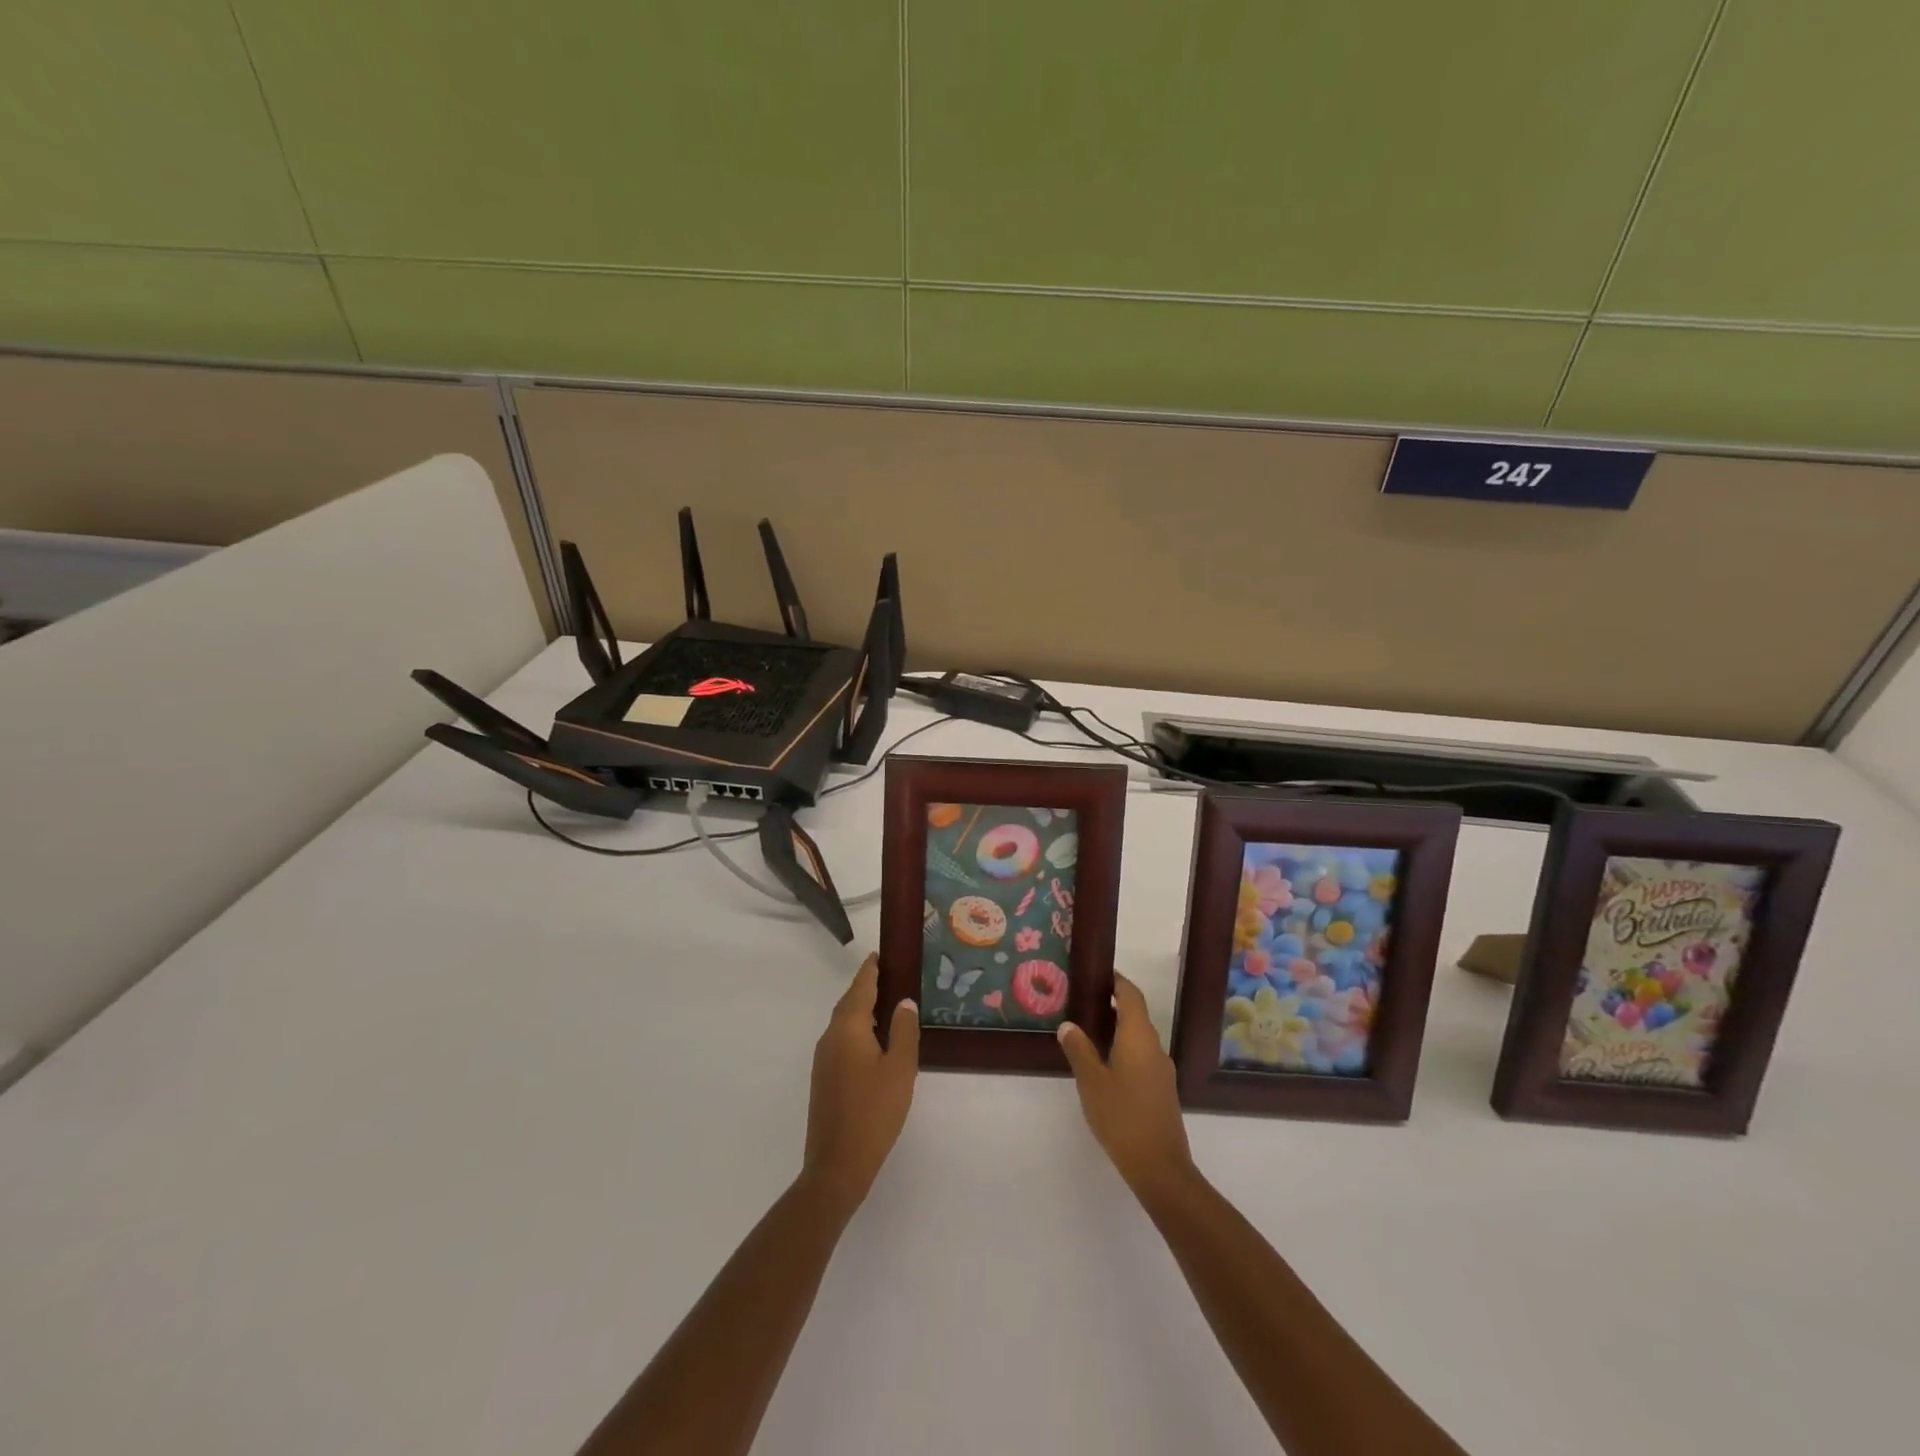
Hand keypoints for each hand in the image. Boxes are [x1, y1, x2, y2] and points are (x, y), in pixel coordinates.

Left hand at [803, 954, 918, 1214]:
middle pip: (849, 1002)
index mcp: (848, 1028)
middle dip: (867, 987)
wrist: (836, 1165)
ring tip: (889, 1004)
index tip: (881, 953)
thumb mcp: (899, 1069)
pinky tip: (875, 1041)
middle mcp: (830, 1037)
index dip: (871, 969)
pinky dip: (858, 1029)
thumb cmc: (873, 1112)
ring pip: (844, 1022)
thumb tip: (903, 1001)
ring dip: (863, 1009)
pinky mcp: (824, 1078)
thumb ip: (903, 1031)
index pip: (860, 987)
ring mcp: (823, 1059)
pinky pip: (842, 1040)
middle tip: (891, 975)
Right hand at [1058, 974, 1194, 1201]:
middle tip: (1083, 1002)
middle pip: (1136, 1014)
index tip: (1098, 973)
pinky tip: (1105, 1064)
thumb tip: (1069, 1025)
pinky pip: (1142, 1056)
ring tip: (1089, 1031)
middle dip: (1113, 1004)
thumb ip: (1079, 1050)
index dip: (1117, 981)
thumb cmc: (1122, 1116)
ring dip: (1118, 1029)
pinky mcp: (1162, 1090)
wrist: (1160, 1167)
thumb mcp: (1091, 1082)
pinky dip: (1124, 1049)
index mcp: (1139, 1037)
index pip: (1131, 995)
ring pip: (1139, 1037)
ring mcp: (1162, 1070)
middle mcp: (1155, 1047)